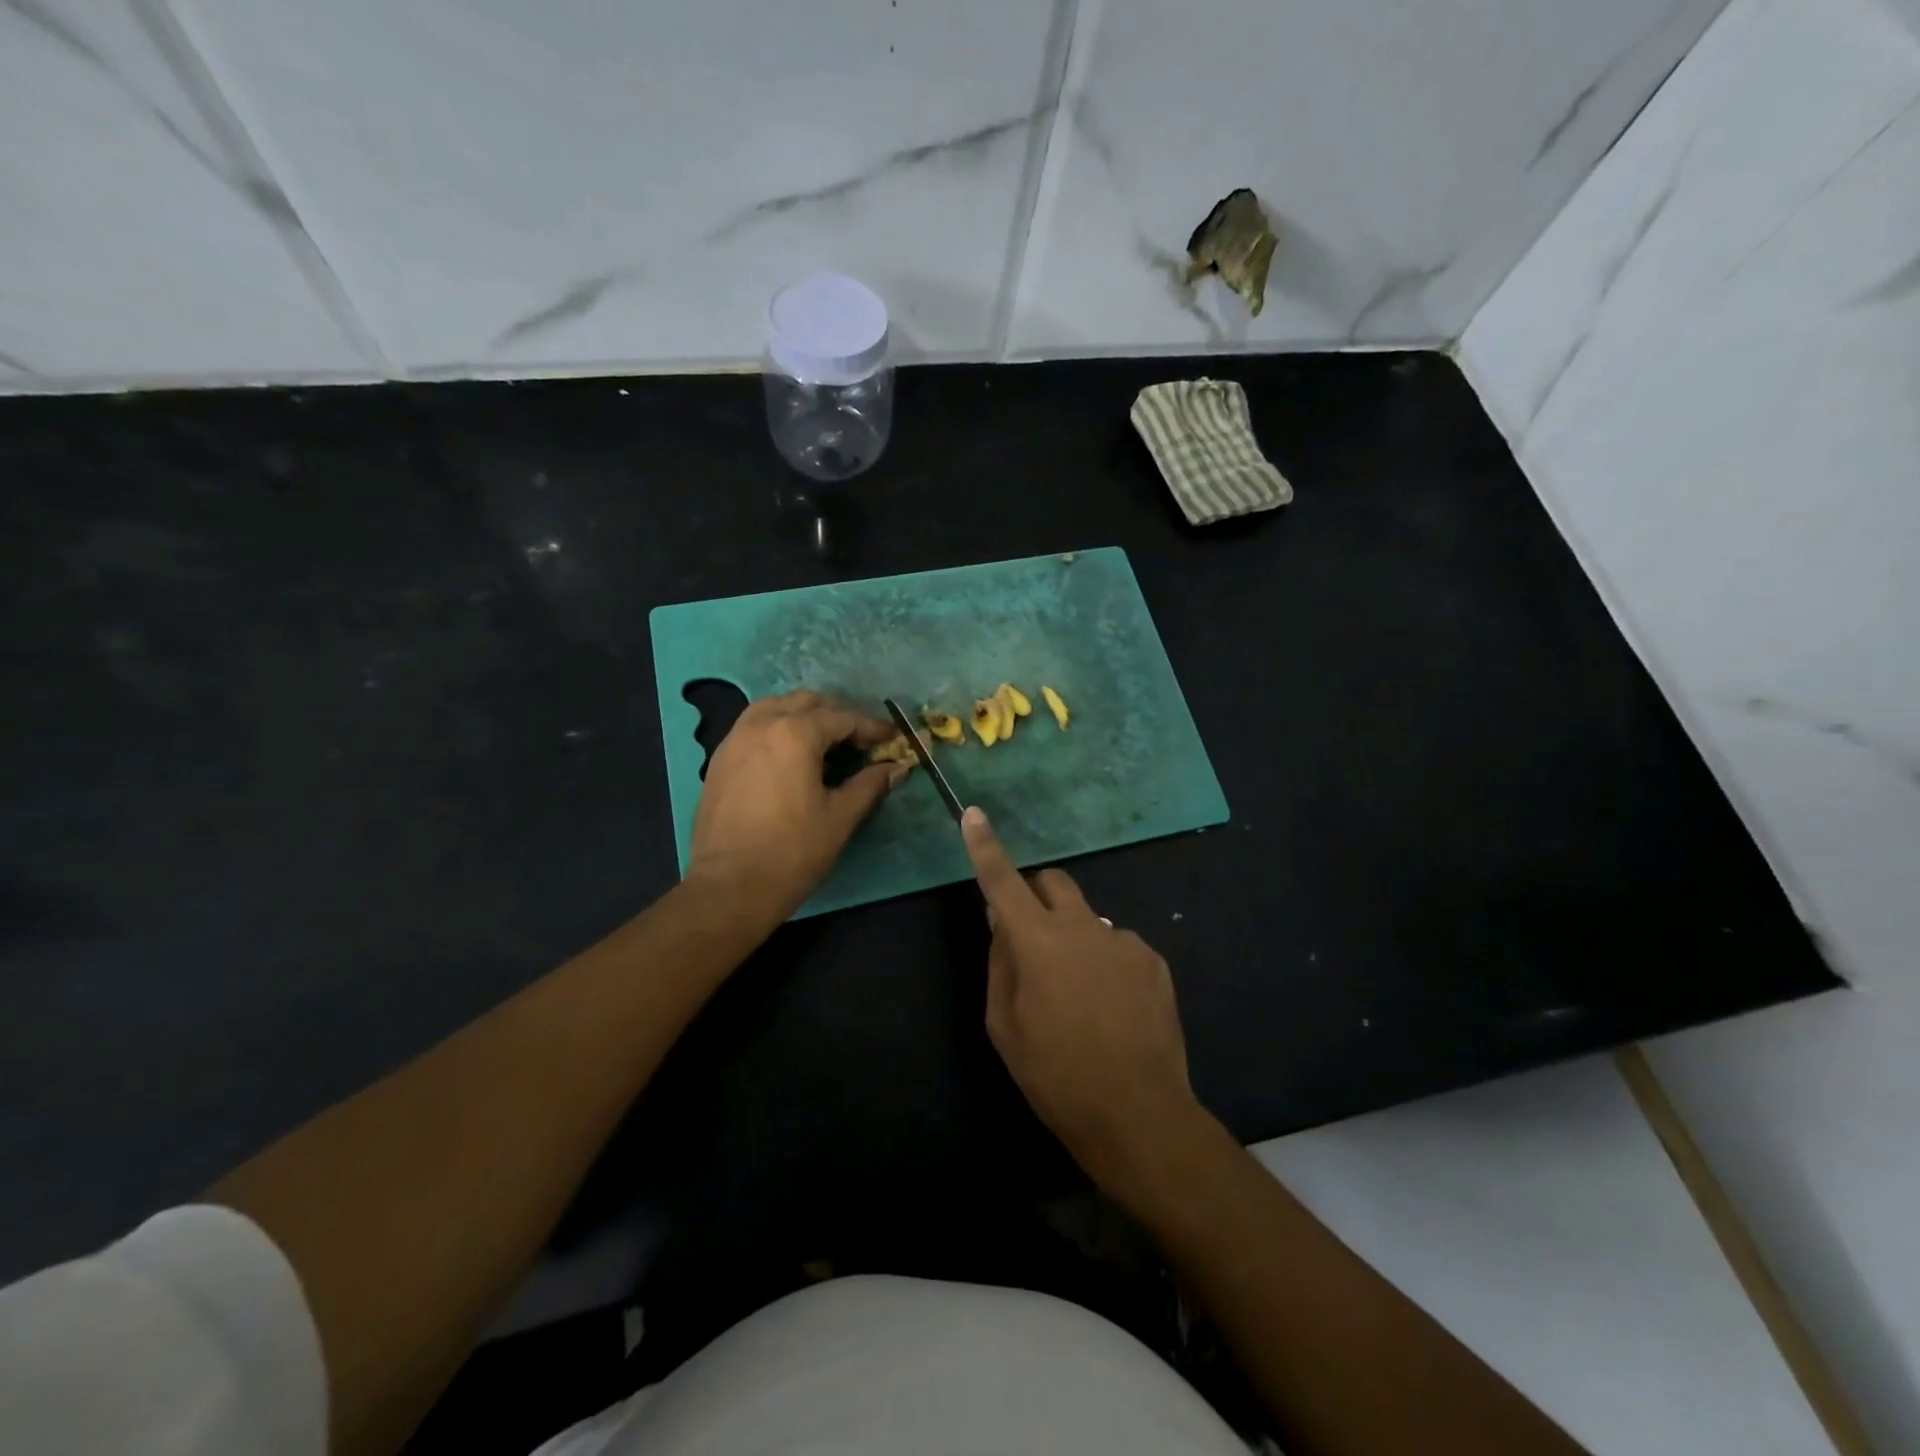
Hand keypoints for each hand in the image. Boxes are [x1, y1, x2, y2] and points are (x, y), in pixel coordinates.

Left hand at [687, 691, 903, 922]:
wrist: (729, 888)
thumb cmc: (792, 852)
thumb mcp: (841, 817)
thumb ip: (870, 784)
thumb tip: (897, 768)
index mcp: (794, 733)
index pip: (842, 718)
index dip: (871, 728)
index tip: (892, 738)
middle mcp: (761, 724)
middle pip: (807, 703)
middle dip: (838, 716)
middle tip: (861, 741)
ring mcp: (734, 740)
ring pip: (775, 708)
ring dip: (805, 716)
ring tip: (826, 742)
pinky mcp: (719, 759)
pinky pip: (754, 727)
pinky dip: (778, 728)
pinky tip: (791, 756)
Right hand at [961, 806, 1204, 1194]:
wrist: (1137, 1113)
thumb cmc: (1055, 1074)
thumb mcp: (1004, 1025)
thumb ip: (1000, 962)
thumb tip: (1000, 920)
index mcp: (1037, 940)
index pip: (1003, 880)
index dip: (985, 847)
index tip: (973, 815)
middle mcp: (1082, 926)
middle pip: (1054, 883)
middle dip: (1037, 897)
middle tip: (1034, 940)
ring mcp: (1122, 939)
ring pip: (1087, 919)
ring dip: (1075, 940)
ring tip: (1082, 997)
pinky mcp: (1152, 959)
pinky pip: (1118, 945)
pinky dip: (1106, 963)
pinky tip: (1114, 1008)